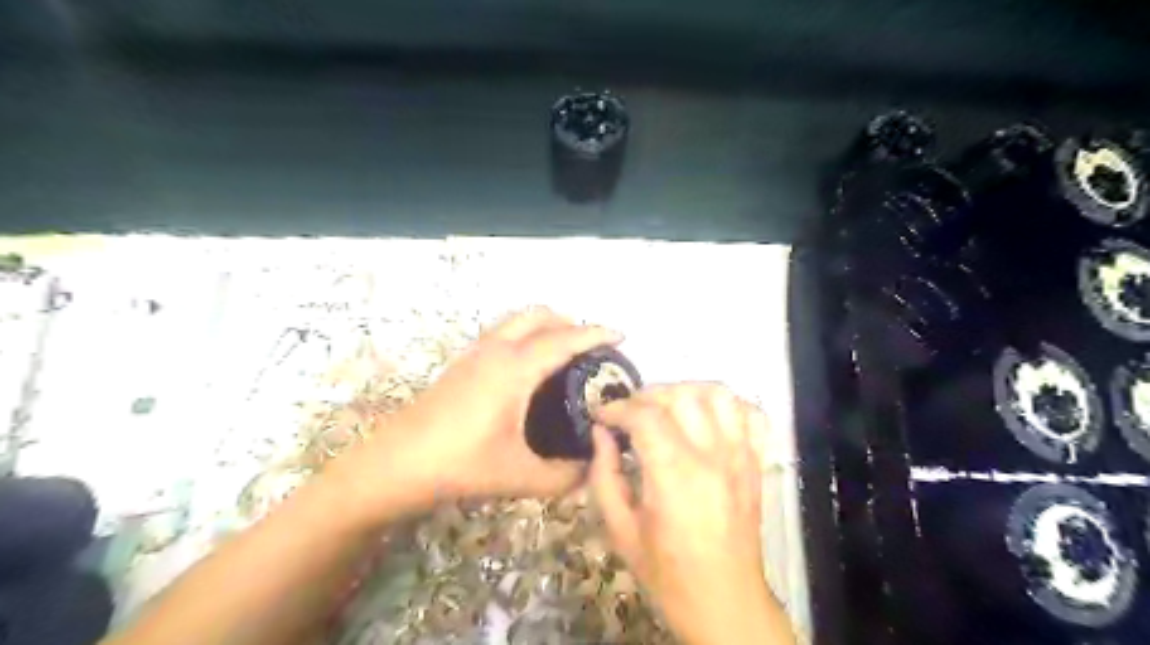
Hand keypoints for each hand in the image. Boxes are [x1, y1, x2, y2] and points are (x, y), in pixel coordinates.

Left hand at [327, 308, 624, 524]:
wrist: (395, 464)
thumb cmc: (459, 464)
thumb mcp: (518, 476)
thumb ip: (562, 477)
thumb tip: (590, 472)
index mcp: (515, 368)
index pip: (565, 339)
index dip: (596, 333)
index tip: (621, 335)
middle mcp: (496, 349)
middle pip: (539, 315)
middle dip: (570, 322)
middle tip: (591, 347)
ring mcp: (475, 352)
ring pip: (517, 321)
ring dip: (544, 325)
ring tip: (563, 353)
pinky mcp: (461, 362)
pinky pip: (502, 332)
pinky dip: (524, 334)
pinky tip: (527, 369)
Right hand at [588, 386, 795, 643]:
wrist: (724, 600)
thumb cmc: (666, 571)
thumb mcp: (620, 530)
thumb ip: (604, 476)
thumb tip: (600, 433)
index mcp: (675, 476)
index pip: (645, 415)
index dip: (617, 407)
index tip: (601, 415)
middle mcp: (712, 457)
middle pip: (680, 396)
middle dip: (645, 396)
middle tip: (628, 414)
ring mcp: (740, 456)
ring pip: (718, 394)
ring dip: (686, 391)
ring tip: (666, 408)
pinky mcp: (755, 462)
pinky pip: (749, 414)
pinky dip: (726, 405)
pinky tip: (704, 418)